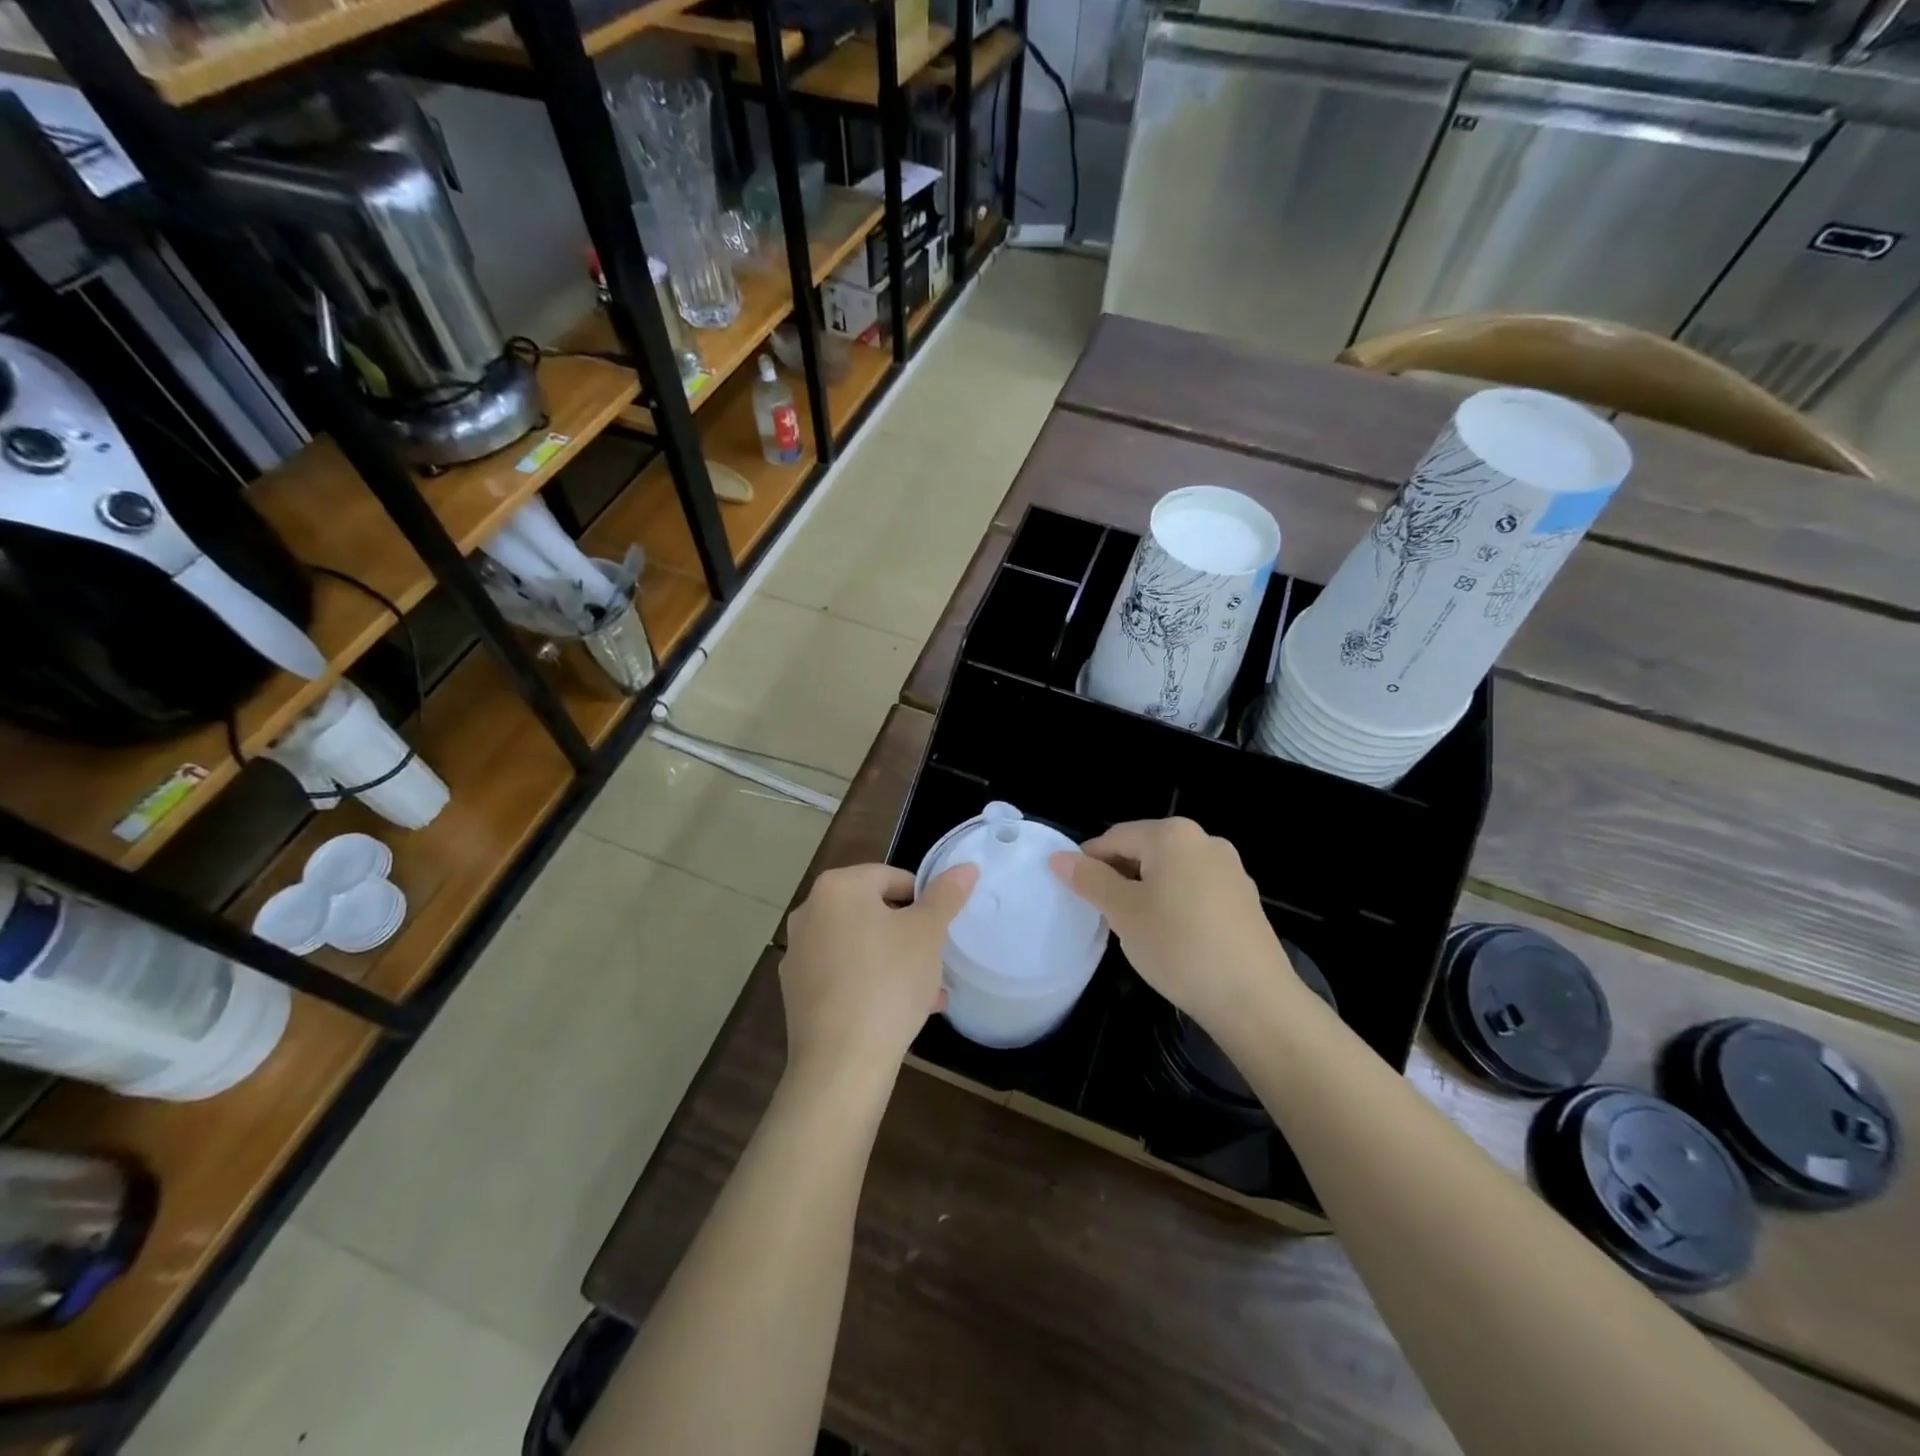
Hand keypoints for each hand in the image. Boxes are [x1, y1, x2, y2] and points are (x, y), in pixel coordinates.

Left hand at [780, 862, 976, 1085]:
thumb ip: (947, 895)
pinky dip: (870, 983)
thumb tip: (965, 867)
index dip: (924, 902)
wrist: (841, 1063)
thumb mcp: (928, 933)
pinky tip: (900, 1012)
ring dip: (894, 961)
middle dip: (909, 934)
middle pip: (874, 912)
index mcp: (837, 887)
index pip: (892, 878)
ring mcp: (798, 953)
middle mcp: (810, 912)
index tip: (940, 931)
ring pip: (860, 946)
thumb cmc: (888, 983)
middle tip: (935, 962)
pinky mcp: (797, 991)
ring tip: (927, 993)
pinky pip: (843, 974)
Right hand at [1050, 818, 1295, 1032]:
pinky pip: (1196, 890)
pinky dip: (1176, 904)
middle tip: (1103, 914)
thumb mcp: (1123, 912)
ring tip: (1136, 929)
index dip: (1088, 862)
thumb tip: (1059, 858)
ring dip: (1147, 891)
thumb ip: (1090, 880)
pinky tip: (1173, 938)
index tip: (1074, 893)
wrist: (1254, 999)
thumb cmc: (1178, 946)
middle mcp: (1205, 841)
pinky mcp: (1245, 900)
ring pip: (1171, 871)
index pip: (1115, 838)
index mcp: (1172, 835)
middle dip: (1120, 877)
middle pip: (1145, 850)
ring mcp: (1231, 869)